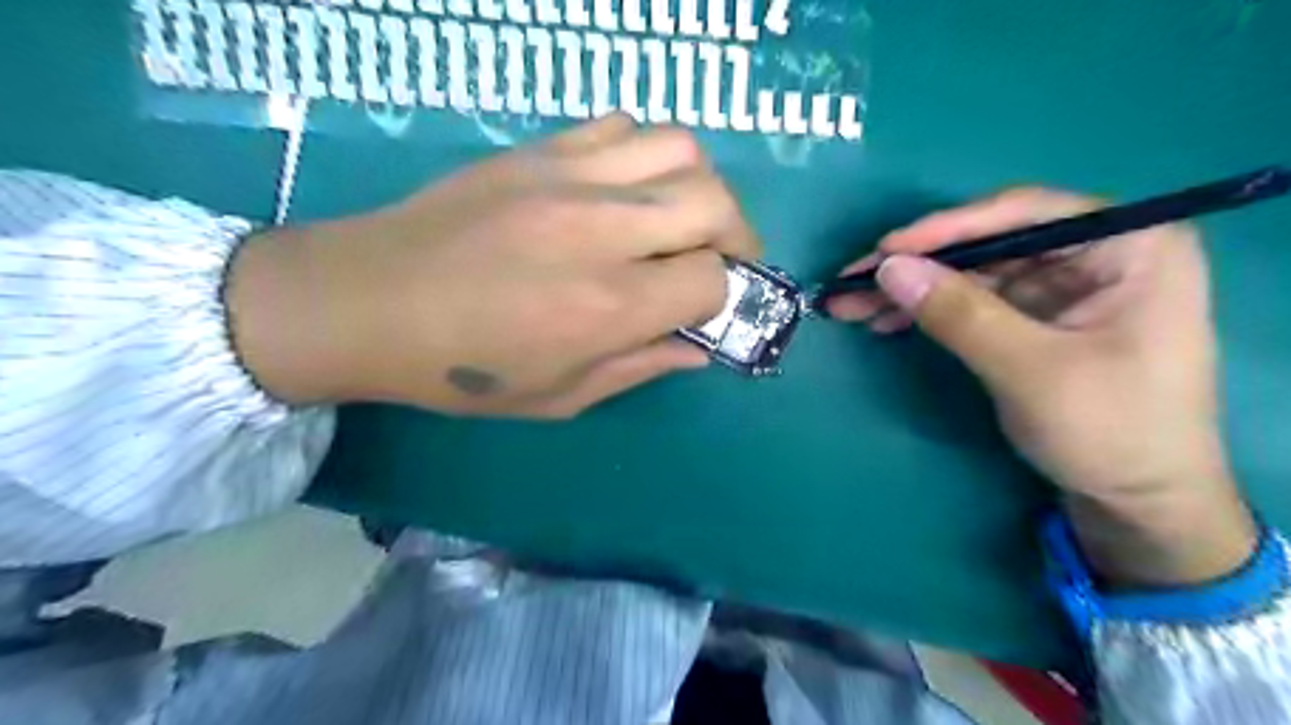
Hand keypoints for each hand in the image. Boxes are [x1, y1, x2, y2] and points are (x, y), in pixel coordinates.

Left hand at [225, 113, 757, 419]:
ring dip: (698, 186)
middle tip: (719, 258)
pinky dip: (645, 154)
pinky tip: (627, 188)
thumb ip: (639, 368)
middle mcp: (601, 231)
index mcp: (608, 306)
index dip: (720, 296)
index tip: (703, 308)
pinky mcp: (539, 149)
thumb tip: (698, 349)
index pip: (711, 278)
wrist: (367, 302)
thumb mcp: (559, 396)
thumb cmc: (462, 369)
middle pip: (714, 201)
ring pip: (680, 148)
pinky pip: (622, 125)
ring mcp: (568, 178)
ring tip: (680, 218)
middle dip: (736, 235)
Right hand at [833, 186, 1256, 589]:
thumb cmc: (1110, 431)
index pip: (1026, 213)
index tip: (886, 250)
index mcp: (1128, 246)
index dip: (949, 228)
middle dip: (919, 264)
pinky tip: (886, 320)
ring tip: (852, 304)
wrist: (1137, 503)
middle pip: (990, 243)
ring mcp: (1062, 287)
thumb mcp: (1030, 369)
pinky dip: (928, 311)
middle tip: (854, 280)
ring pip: (972, 273)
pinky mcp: (1035, 318)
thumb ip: (959, 314)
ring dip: (912, 289)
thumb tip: (888, 268)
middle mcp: (1095, 254)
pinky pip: (972, 302)